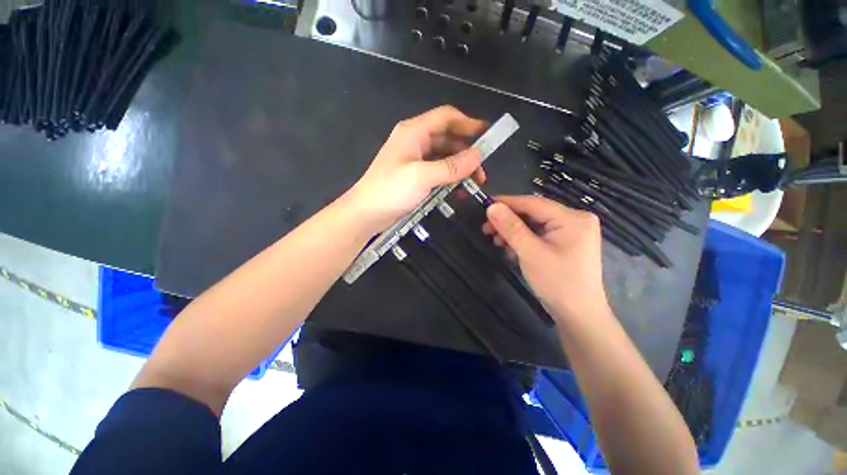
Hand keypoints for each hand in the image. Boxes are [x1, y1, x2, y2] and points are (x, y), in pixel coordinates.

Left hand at [348, 106, 486, 231]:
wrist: (366, 214)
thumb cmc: (390, 191)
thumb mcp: (422, 177)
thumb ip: (450, 167)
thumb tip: (477, 156)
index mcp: (414, 132)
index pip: (446, 117)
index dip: (468, 123)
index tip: (488, 136)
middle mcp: (415, 142)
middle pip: (447, 139)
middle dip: (466, 153)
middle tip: (481, 173)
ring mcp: (414, 160)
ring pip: (444, 157)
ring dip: (459, 168)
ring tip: (473, 184)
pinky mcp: (415, 176)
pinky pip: (437, 172)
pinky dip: (449, 179)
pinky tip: (458, 191)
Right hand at [483, 195, 607, 322]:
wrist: (578, 315)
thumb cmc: (557, 282)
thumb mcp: (531, 253)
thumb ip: (511, 228)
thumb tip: (491, 207)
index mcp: (572, 218)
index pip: (533, 203)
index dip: (507, 202)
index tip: (484, 205)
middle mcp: (574, 220)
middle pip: (533, 213)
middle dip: (508, 221)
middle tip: (486, 229)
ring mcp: (570, 232)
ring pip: (533, 224)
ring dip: (513, 232)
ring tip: (496, 242)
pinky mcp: (564, 243)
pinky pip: (538, 235)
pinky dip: (522, 240)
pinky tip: (510, 249)